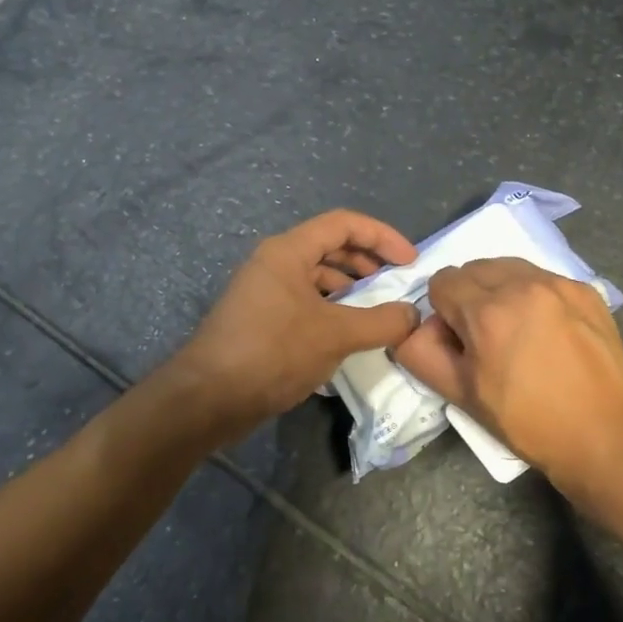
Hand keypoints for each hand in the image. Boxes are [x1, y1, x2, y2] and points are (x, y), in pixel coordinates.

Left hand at [169, 210, 422, 440]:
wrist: (210, 397)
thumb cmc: (274, 352)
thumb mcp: (336, 335)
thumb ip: (381, 322)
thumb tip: (412, 315)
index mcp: (288, 251)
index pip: (343, 224)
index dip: (382, 236)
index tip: (409, 262)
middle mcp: (274, 263)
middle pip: (329, 246)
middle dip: (367, 261)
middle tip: (394, 284)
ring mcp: (265, 291)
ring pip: (316, 276)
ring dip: (350, 288)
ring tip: (376, 312)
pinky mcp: (261, 319)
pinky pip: (305, 301)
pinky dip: (331, 310)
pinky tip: (347, 334)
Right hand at [393, 258, 622, 496]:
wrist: (603, 434)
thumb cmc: (526, 421)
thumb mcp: (461, 396)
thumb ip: (422, 354)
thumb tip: (414, 328)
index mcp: (486, 311)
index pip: (442, 281)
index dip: (443, 313)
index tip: (461, 342)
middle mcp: (522, 284)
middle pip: (474, 267)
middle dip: (470, 296)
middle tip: (486, 337)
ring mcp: (559, 284)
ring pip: (509, 267)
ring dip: (500, 289)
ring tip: (517, 329)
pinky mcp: (585, 290)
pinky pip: (543, 278)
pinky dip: (534, 295)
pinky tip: (548, 330)